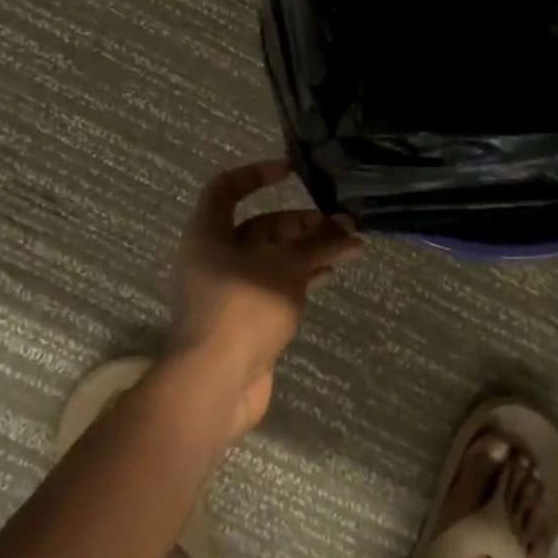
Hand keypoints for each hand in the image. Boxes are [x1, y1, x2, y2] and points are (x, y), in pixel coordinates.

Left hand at [167, 159, 361, 434]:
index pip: (226, 188)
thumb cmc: (243, 308)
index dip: (256, 174)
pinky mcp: (241, 318)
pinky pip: (273, 285)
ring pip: (270, 258)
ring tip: (348, 248)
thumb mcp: (287, 266)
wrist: (213, 384)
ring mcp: (227, 290)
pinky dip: (299, 277)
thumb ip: (318, 242)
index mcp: (208, 233)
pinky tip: (328, 275)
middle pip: (259, 227)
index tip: (291, 173)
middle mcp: (213, 256)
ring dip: (307, 251)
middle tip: (339, 224)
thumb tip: (348, 224)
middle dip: (300, 224)